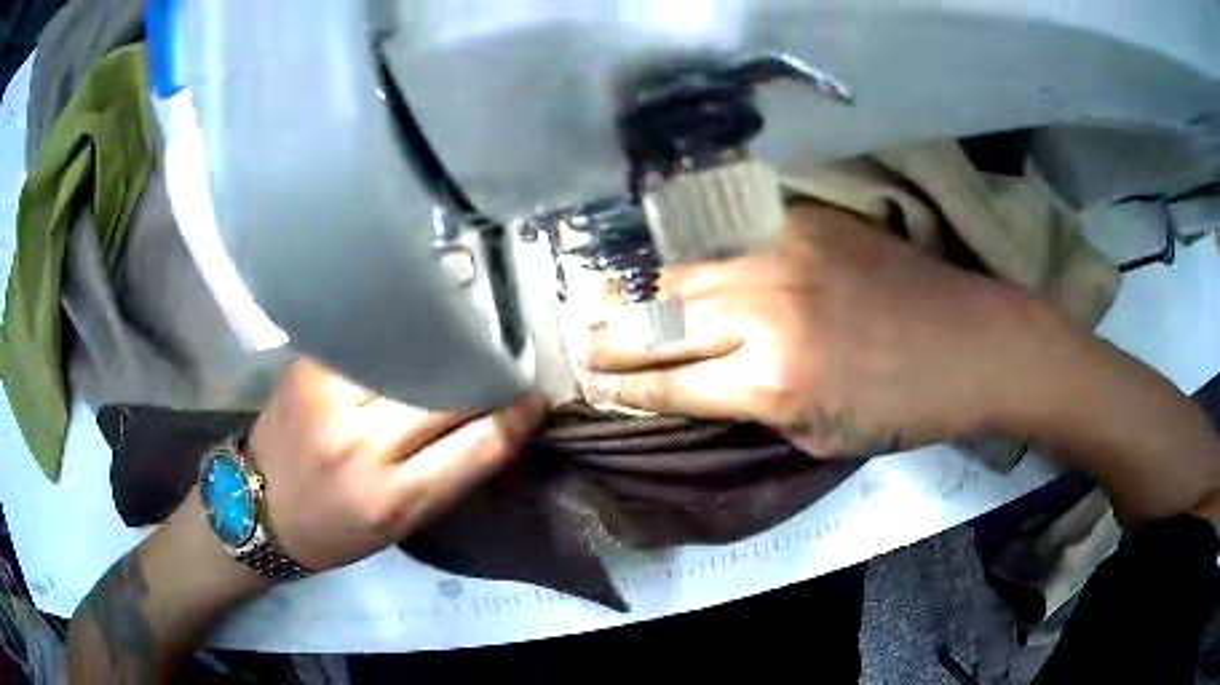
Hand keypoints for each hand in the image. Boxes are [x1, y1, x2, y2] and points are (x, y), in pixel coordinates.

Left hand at [249, 358, 545, 570]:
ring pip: (410, 358)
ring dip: (444, 349)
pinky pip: (368, 342)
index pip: (477, 447)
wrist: (257, 509)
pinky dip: (398, 336)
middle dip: (482, 377)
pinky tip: (412, 330)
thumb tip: (491, 426)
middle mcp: (362, 447)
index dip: (515, 419)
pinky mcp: (308, 369)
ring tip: (462, 341)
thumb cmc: (333, 532)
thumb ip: (444, 477)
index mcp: (393, 501)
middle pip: (446, 394)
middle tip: (499, 367)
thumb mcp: (397, 527)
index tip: (534, 400)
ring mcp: (330, 400)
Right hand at [581, 203, 1068, 456]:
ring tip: (613, 298)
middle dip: (610, 333)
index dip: (620, 383)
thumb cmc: (903, 408)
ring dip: (642, 289)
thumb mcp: (818, 435)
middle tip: (580, 337)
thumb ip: (749, 405)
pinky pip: (729, 234)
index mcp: (771, 382)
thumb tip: (695, 383)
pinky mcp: (803, 220)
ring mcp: (783, 253)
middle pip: (660, 316)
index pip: (667, 380)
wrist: (971, 342)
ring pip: (684, 267)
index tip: (588, 380)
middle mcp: (764, 310)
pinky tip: (676, 260)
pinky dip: (694, 253)